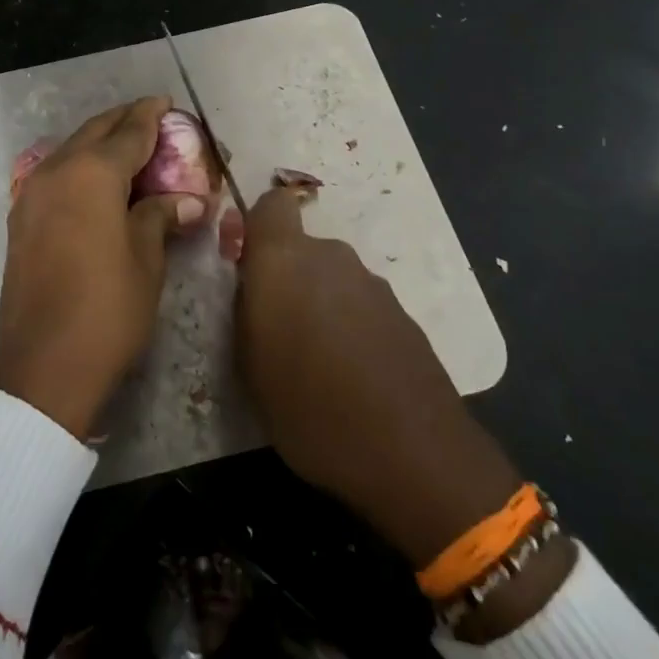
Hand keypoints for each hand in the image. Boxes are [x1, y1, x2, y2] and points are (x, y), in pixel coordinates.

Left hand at [0, 97, 205, 438]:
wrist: (43, 364)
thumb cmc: (107, 308)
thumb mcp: (146, 259)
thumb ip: (160, 217)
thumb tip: (187, 202)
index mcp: (92, 173)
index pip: (129, 132)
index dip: (151, 116)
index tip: (167, 103)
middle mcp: (57, 171)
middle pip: (95, 132)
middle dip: (124, 122)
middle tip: (153, 121)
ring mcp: (32, 193)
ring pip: (72, 150)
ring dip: (99, 144)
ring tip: (130, 150)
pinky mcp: (22, 218)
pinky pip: (56, 175)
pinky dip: (80, 167)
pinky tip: (99, 182)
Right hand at [234, 186, 525, 569]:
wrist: (413, 453)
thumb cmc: (310, 408)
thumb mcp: (249, 366)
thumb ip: (245, 312)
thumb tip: (253, 290)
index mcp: (284, 260)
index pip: (270, 205)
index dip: (256, 227)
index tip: (247, 264)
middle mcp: (331, 258)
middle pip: (301, 248)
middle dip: (286, 277)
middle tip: (275, 329)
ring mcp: (373, 285)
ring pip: (332, 278)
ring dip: (320, 304)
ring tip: (315, 361)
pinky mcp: (404, 315)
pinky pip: (360, 305)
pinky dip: (351, 326)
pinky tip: (351, 375)